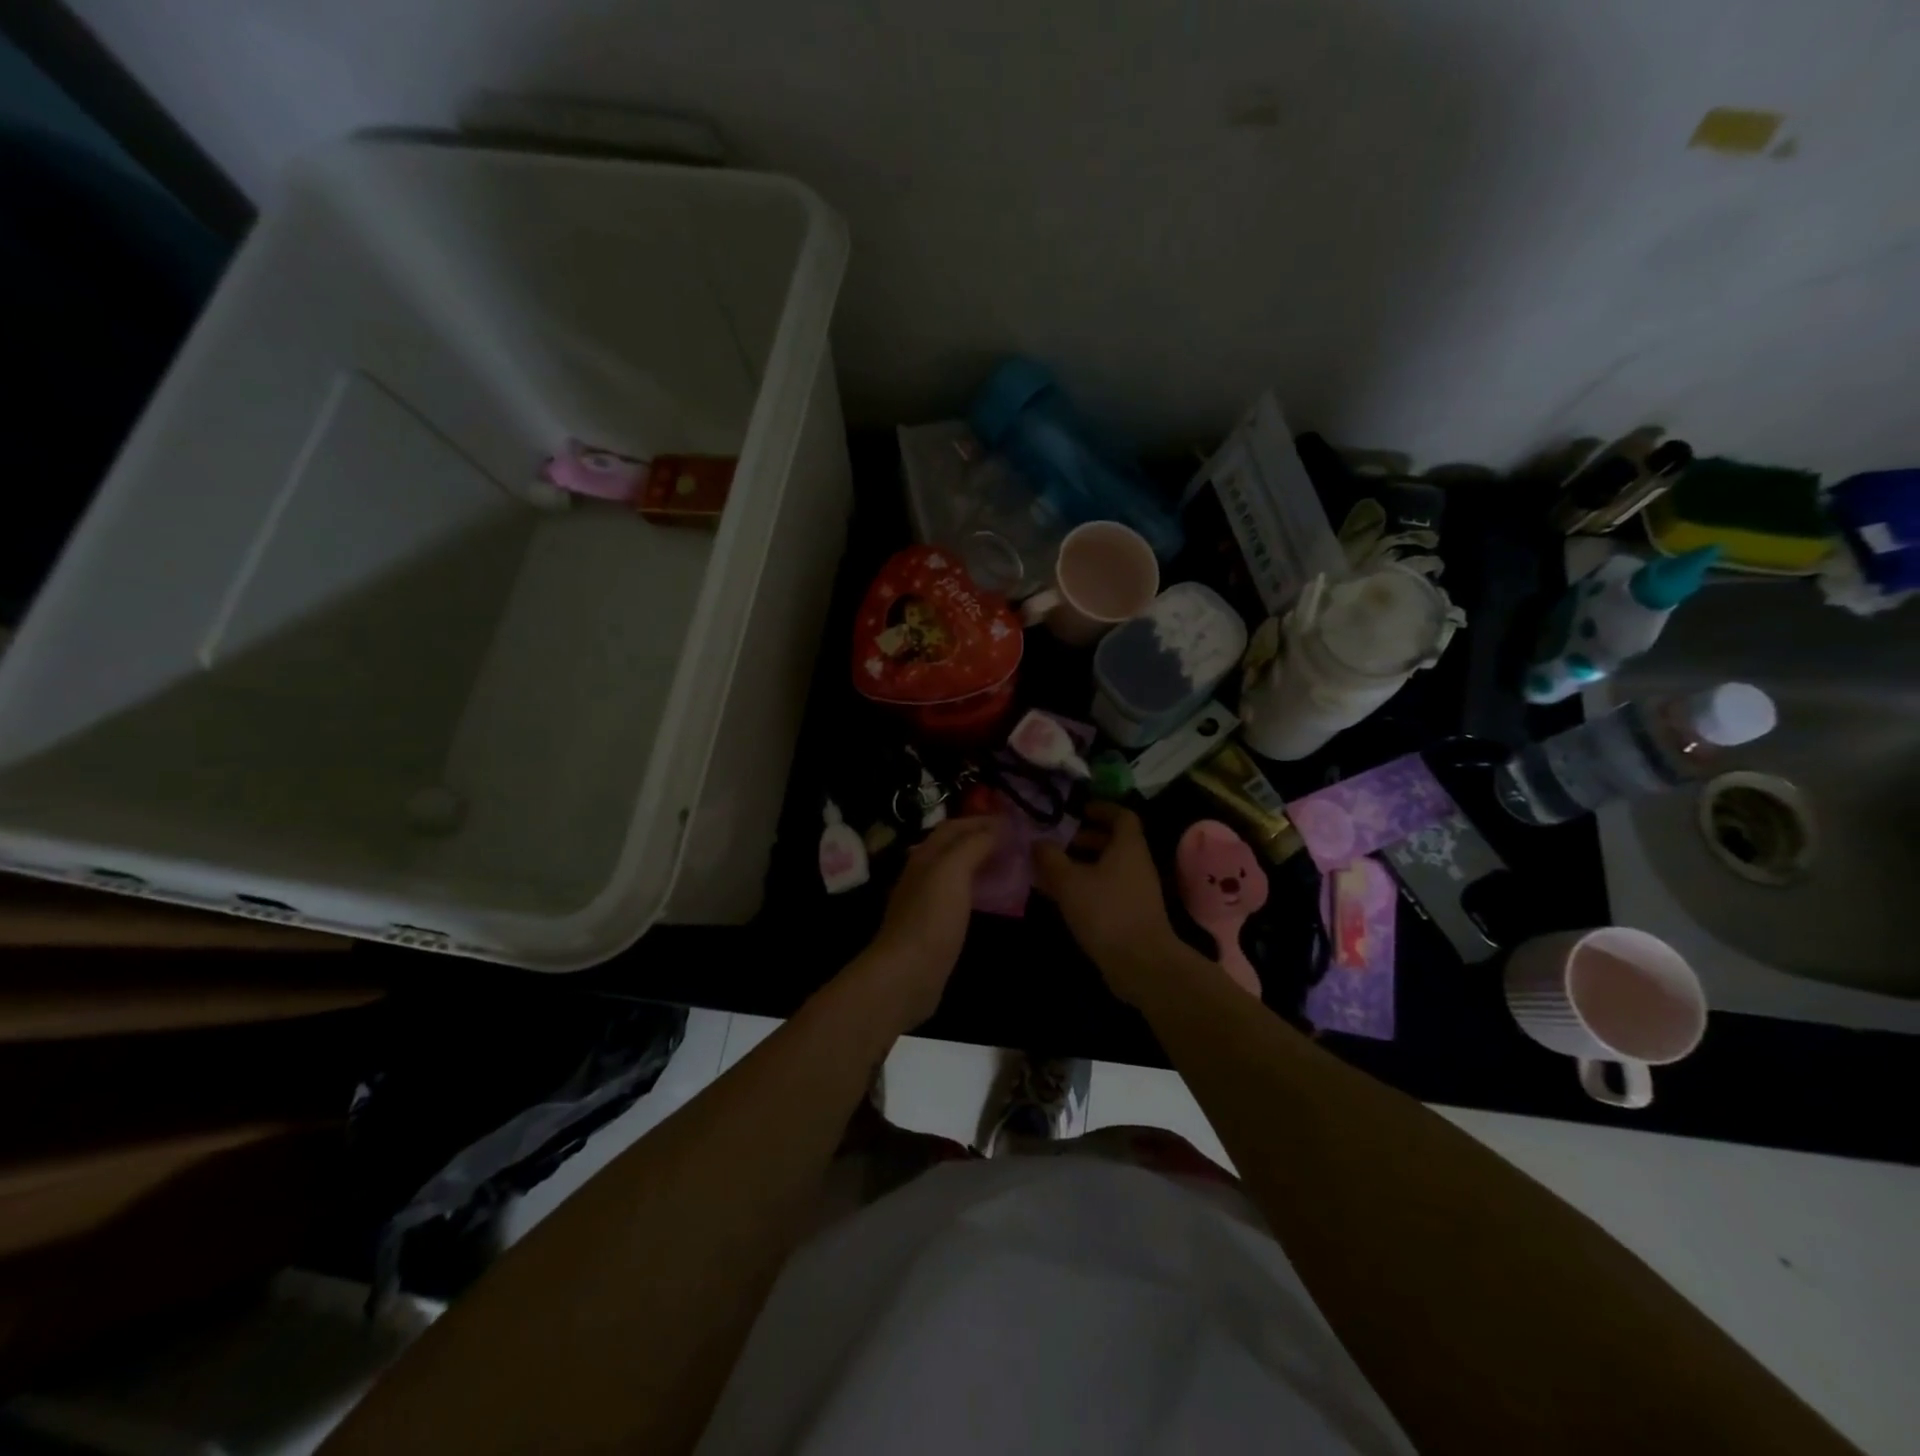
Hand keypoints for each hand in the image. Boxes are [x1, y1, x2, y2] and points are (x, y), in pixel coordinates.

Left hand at [853, 816, 998, 1031]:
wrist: (907, 974)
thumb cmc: (931, 918)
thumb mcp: (953, 871)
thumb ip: (974, 845)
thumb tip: (997, 828)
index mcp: (926, 855)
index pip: (954, 826)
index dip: (982, 820)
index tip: (1014, 822)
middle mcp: (923, 873)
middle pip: (954, 847)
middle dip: (983, 840)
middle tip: (1016, 844)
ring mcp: (927, 901)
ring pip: (957, 872)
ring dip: (982, 865)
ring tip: (1011, 867)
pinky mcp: (934, 927)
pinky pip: (960, 897)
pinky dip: (978, 890)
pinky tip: (994, 899)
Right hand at [1033, 803, 1182, 1005]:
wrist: (1141, 963)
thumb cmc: (1106, 911)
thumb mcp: (1069, 881)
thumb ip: (1050, 857)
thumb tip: (1038, 842)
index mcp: (1128, 847)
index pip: (1122, 815)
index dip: (1101, 808)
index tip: (1078, 810)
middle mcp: (1137, 864)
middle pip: (1114, 841)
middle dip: (1085, 838)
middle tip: (1058, 841)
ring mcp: (1137, 891)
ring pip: (1109, 867)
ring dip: (1083, 864)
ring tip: (1053, 870)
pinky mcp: (1133, 914)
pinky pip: (1108, 889)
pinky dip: (1088, 886)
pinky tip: (1064, 898)